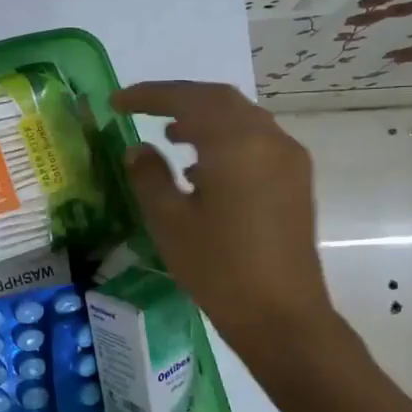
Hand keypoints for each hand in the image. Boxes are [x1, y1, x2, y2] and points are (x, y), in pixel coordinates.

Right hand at [113, 81, 341, 370]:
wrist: (282, 316)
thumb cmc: (218, 268)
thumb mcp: (169, 221)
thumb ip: (149, 176)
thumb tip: (138, 149)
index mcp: (236, 143)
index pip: (188, 100)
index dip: (149, 95)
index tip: (117, 101)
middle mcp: (269, 139)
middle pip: (219, 100)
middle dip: (178, 99)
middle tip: (140, 108)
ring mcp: (289, 159)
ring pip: (241, 118)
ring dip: (203, 118)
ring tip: (168, 135)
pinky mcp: (295, 181)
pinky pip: (256, 140)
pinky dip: (224, 138)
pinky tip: (200, 168)